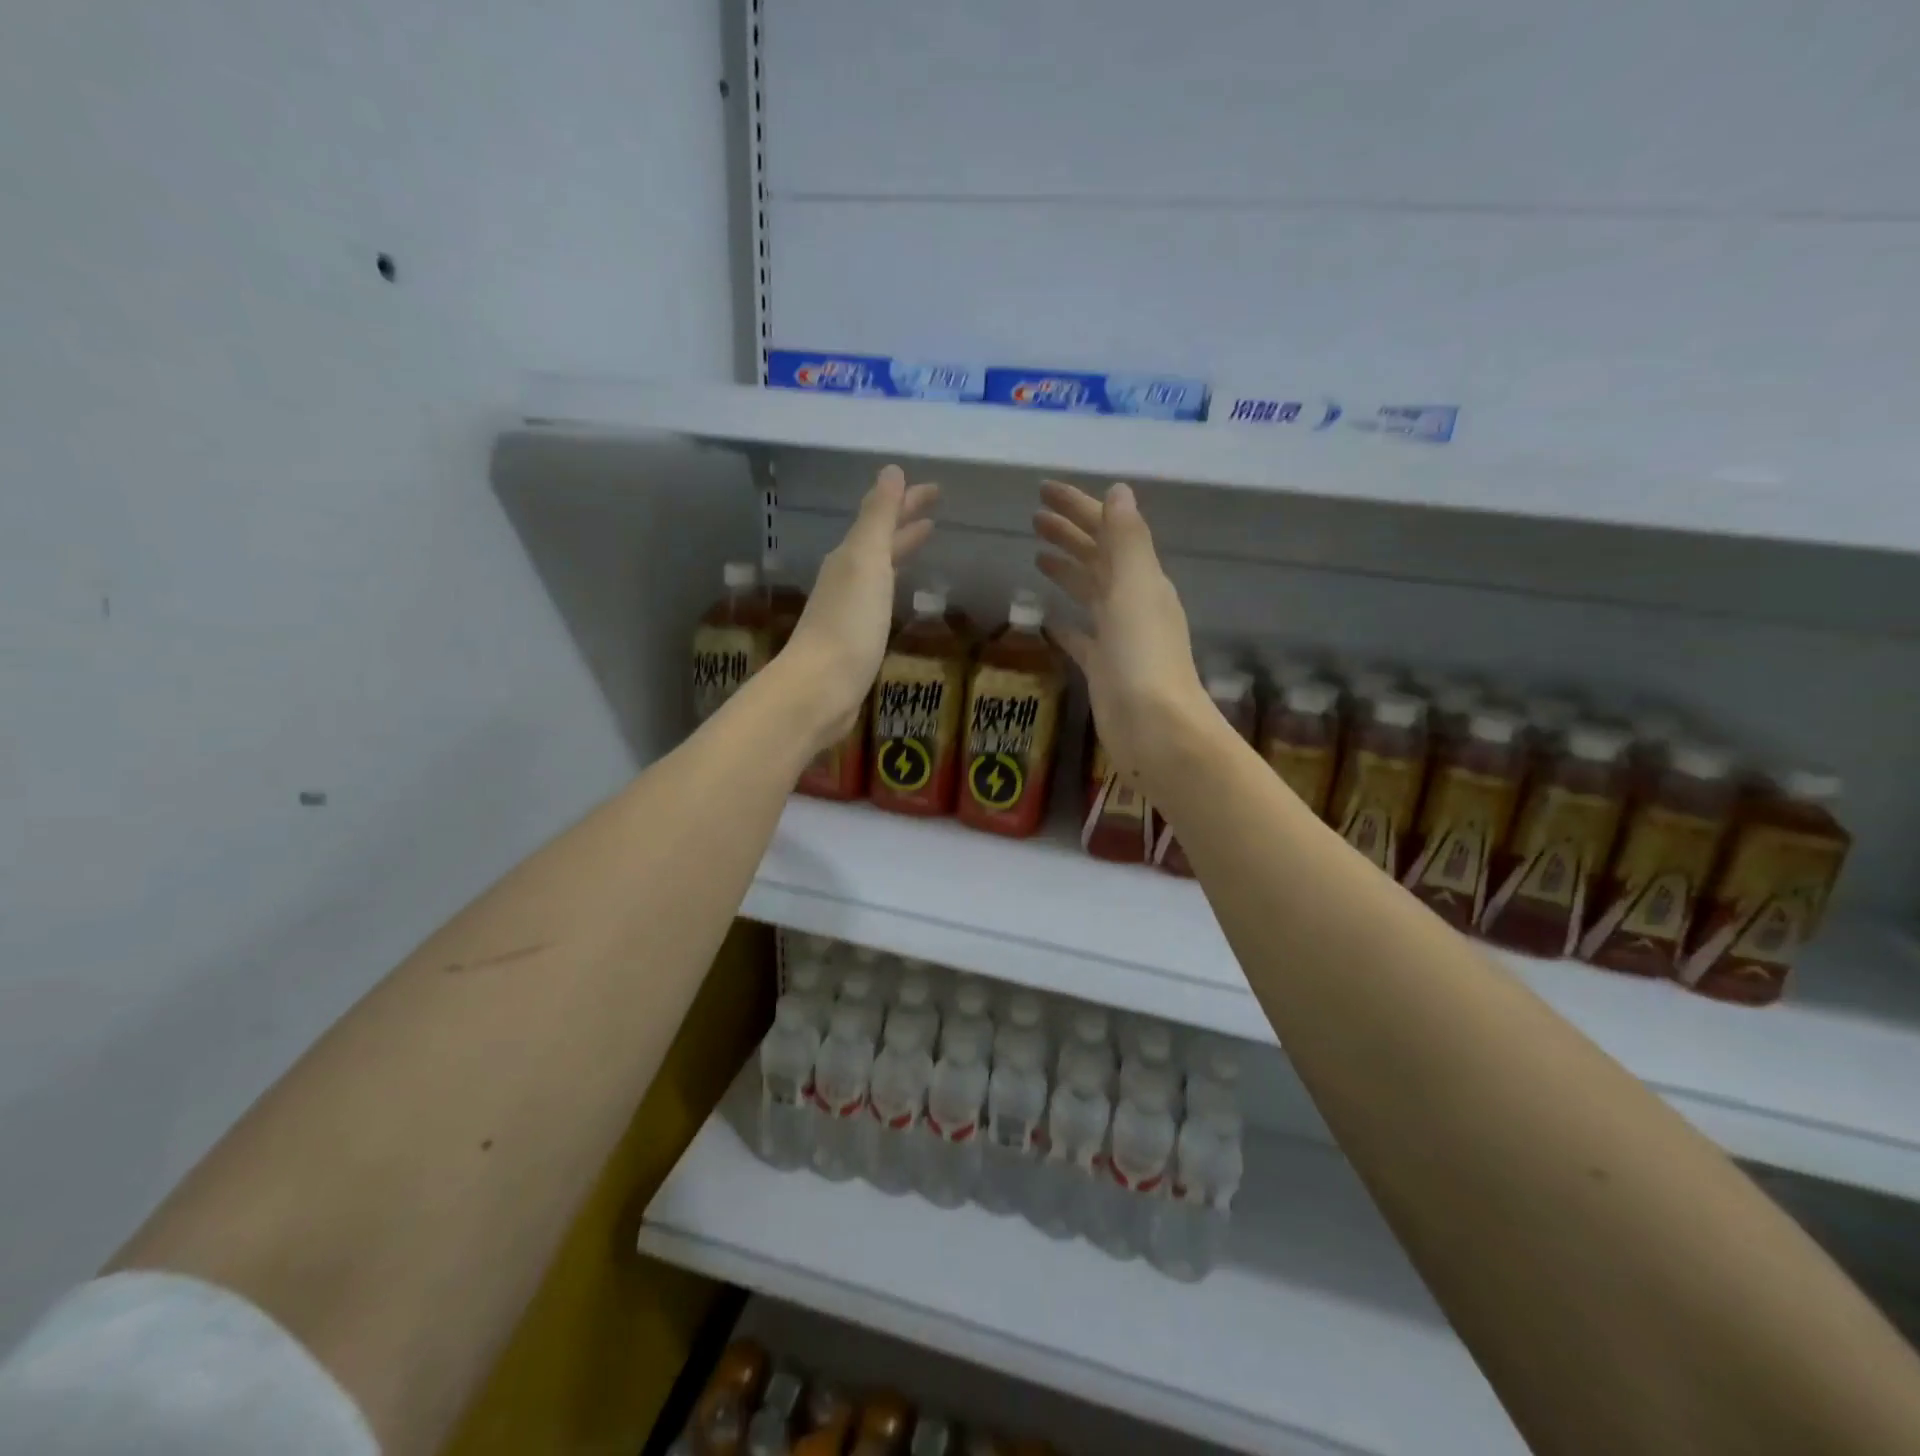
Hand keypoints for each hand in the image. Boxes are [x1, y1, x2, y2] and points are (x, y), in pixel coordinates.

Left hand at [783, 464, 938, 755]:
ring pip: (878, 569)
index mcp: (850, 557)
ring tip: (923, 541)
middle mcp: (846, 578)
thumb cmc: (848, 624)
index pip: (882, 518)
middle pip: (879, 541)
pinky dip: (893, 585)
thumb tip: (891, 471)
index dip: (908, 501)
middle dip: (905, 522)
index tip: (937, 489)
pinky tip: (899, 594)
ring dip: (899, 551)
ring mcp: (849, 610)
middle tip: (935, 510)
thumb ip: (878, 518)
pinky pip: (879, 599)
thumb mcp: (866, 562)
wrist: (821, 688)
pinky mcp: (855, 639)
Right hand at [1034, 479, 1211, 787]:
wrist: (1153, 727)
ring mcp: (1118, 636)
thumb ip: (1127, 540)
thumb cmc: (1143, 655)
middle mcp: (1132, 602)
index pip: (1107, 531)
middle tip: (1032, 517)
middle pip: (1097, 558)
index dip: (1078, 507)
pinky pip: (1081, 636)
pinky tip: (1047, 618)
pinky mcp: (1103, 667)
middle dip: (1069, 533)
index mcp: (1142, 579)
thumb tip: (1118, 491)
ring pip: (1089, 592)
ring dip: (1066, 569)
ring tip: (1036, 553)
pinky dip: (1066, 622)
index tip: (1042, 491)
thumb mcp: (1136, 588)